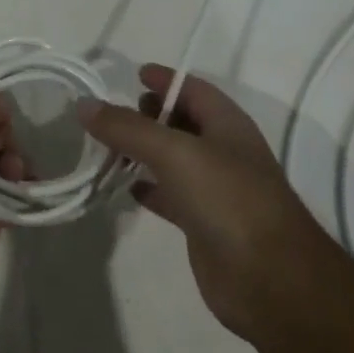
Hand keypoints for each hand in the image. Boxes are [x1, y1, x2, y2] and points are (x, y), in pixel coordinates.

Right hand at [78, 65, 328, 341]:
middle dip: (149, 114)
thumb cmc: (228, 199)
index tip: (132, 74)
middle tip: (112, 114)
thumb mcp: (174, 153)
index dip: (165, 79)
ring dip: (143, 152)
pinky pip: (170, 195)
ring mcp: (215, 189)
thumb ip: (128, 128)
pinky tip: (124, 187)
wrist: (268, 278)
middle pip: (182, 122)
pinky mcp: (203, 222)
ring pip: (172, 160)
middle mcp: (223, 151)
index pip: (193, 89)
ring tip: (105, 147)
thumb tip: (84, 104)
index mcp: (227, 124)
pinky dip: (148, 188)